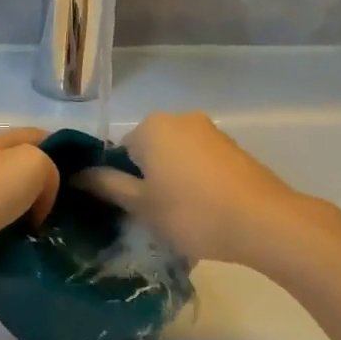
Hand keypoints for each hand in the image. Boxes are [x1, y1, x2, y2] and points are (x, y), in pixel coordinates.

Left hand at [0, 128, 59, 279]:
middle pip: (20, 179)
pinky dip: (2, 261)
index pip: (37, 137)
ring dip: (24, 234)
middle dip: (47, 200)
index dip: (65, 154)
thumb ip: (50, 172)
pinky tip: (21, 274)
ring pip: (4, 217)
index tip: (88, 184)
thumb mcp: (31, 164)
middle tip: (71, 223)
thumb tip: (40, 205)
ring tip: (50, 253)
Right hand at [78, 111, 311, 265]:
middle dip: (148, 179)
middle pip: (149, 150)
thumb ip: (108, 186)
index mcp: (152, 126)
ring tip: (181, 217)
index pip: (119, 150)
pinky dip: (196, 180)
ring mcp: (211, 131)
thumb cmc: (192, 212)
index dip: (120, 181)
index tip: (129, 210)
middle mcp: (180, 118)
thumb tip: (78, 174)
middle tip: (153, 216)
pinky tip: (205, 210)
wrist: (262, 221)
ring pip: (176, 156)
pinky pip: (201, 161)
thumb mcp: (142, 205)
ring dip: (173, 180)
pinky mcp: (233, 147)